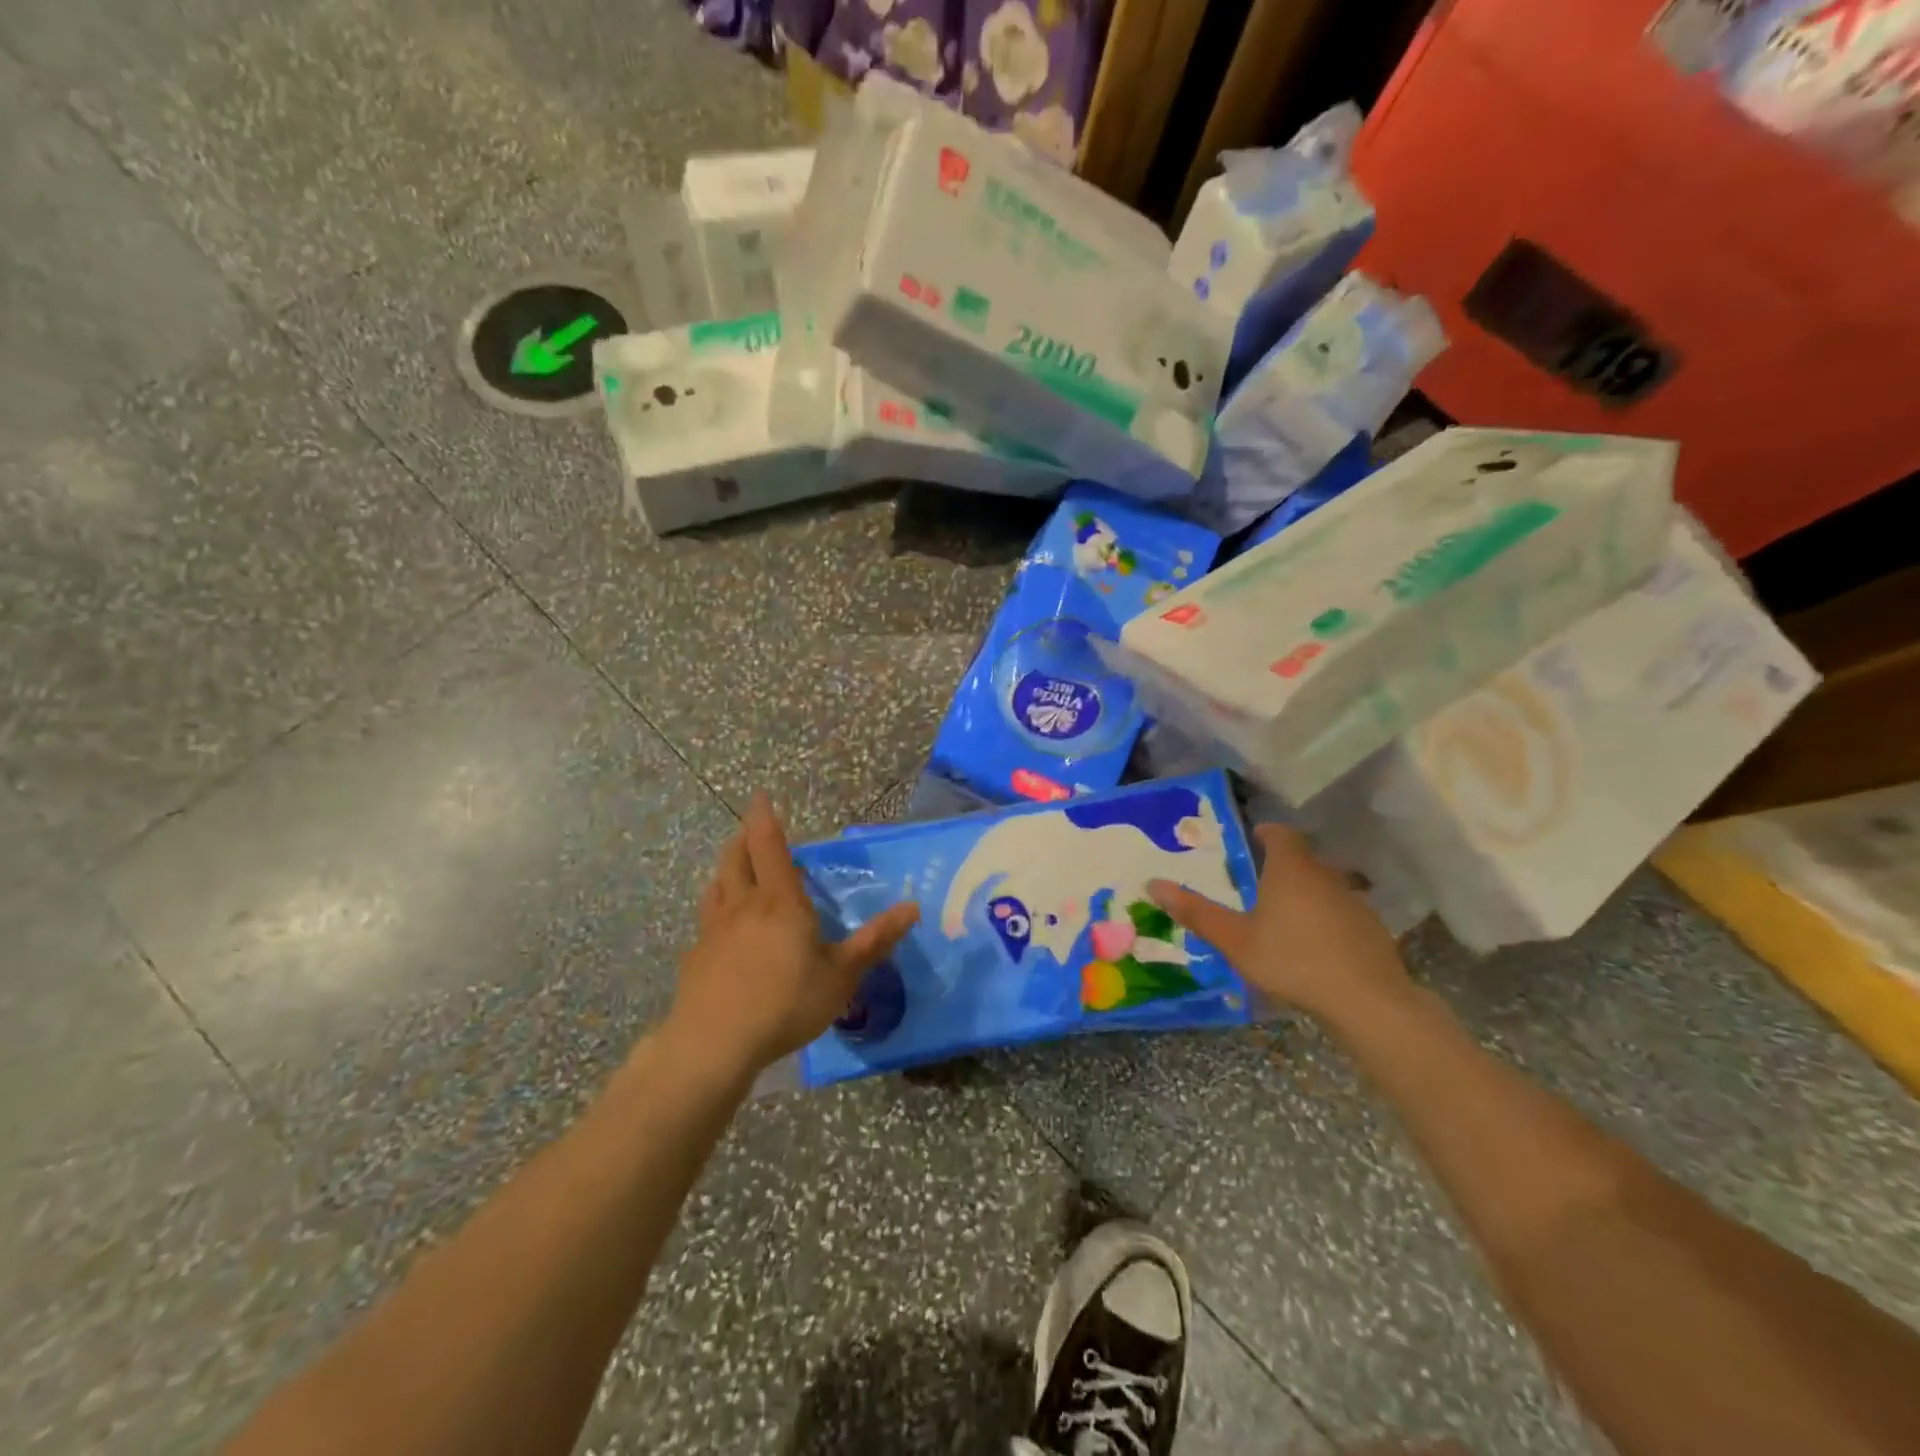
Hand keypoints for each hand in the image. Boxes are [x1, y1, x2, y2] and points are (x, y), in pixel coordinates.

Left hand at [667, 793, 920, 1078]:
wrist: (714, 1043)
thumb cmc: (786, 1002)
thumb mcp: (841, 975)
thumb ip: (875, 941)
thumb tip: (912, 907)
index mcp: (780, 901)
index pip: (768, 846)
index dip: (763, 818)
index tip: (758, 796)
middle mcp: (743, 905)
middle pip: (736, 858)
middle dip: (743, 839)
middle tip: (751, 831)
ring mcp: (714, 930)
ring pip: (717, 885)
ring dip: (727, 869)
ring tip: (736, 870)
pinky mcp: (696, 956)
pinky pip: (707, 919)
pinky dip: (716, 908)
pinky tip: (723, 929)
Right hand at [1147, 823, 1411, 1026]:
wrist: (1367, 1002)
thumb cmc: (1291, 960)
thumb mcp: (1235, 940)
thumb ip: (1196, 912)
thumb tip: (1153, 884)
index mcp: (1290, 869)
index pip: (1280, 833)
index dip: (1266, 833)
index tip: (1252, 841)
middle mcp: (1325, 875)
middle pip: (1302, 859)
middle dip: (1281, 867)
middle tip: (1256, 885)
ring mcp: (1354, 902)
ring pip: (1323, 886)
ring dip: (1304, 894)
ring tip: (1282, 919)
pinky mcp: (1372, 930)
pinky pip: (1341, 913)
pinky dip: (1325, 920)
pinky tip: (1314, 947)